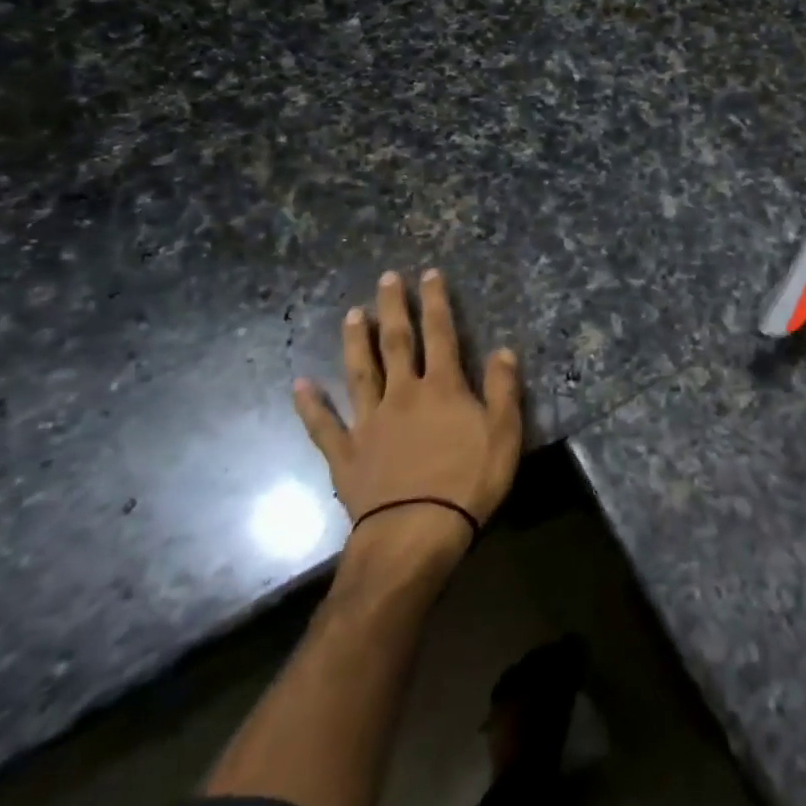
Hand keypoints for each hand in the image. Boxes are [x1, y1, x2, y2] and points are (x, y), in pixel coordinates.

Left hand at [292, 270, 522, 560]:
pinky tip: (300, 385)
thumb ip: (502, 389)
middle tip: (386, 279)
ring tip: (351, 314)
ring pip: (359, 372)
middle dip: (393, 308)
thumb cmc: (468, 482)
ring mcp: (369, 422)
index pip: (441, 334)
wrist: (415, 532)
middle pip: (396, 343)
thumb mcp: (505, 433)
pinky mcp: (346, 454)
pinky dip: (311, 405)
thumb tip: (503, 350)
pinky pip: (325, 425)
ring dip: (355, 342)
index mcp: (442, 387)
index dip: (436, 302)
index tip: (429, 274)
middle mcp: (402, 394)